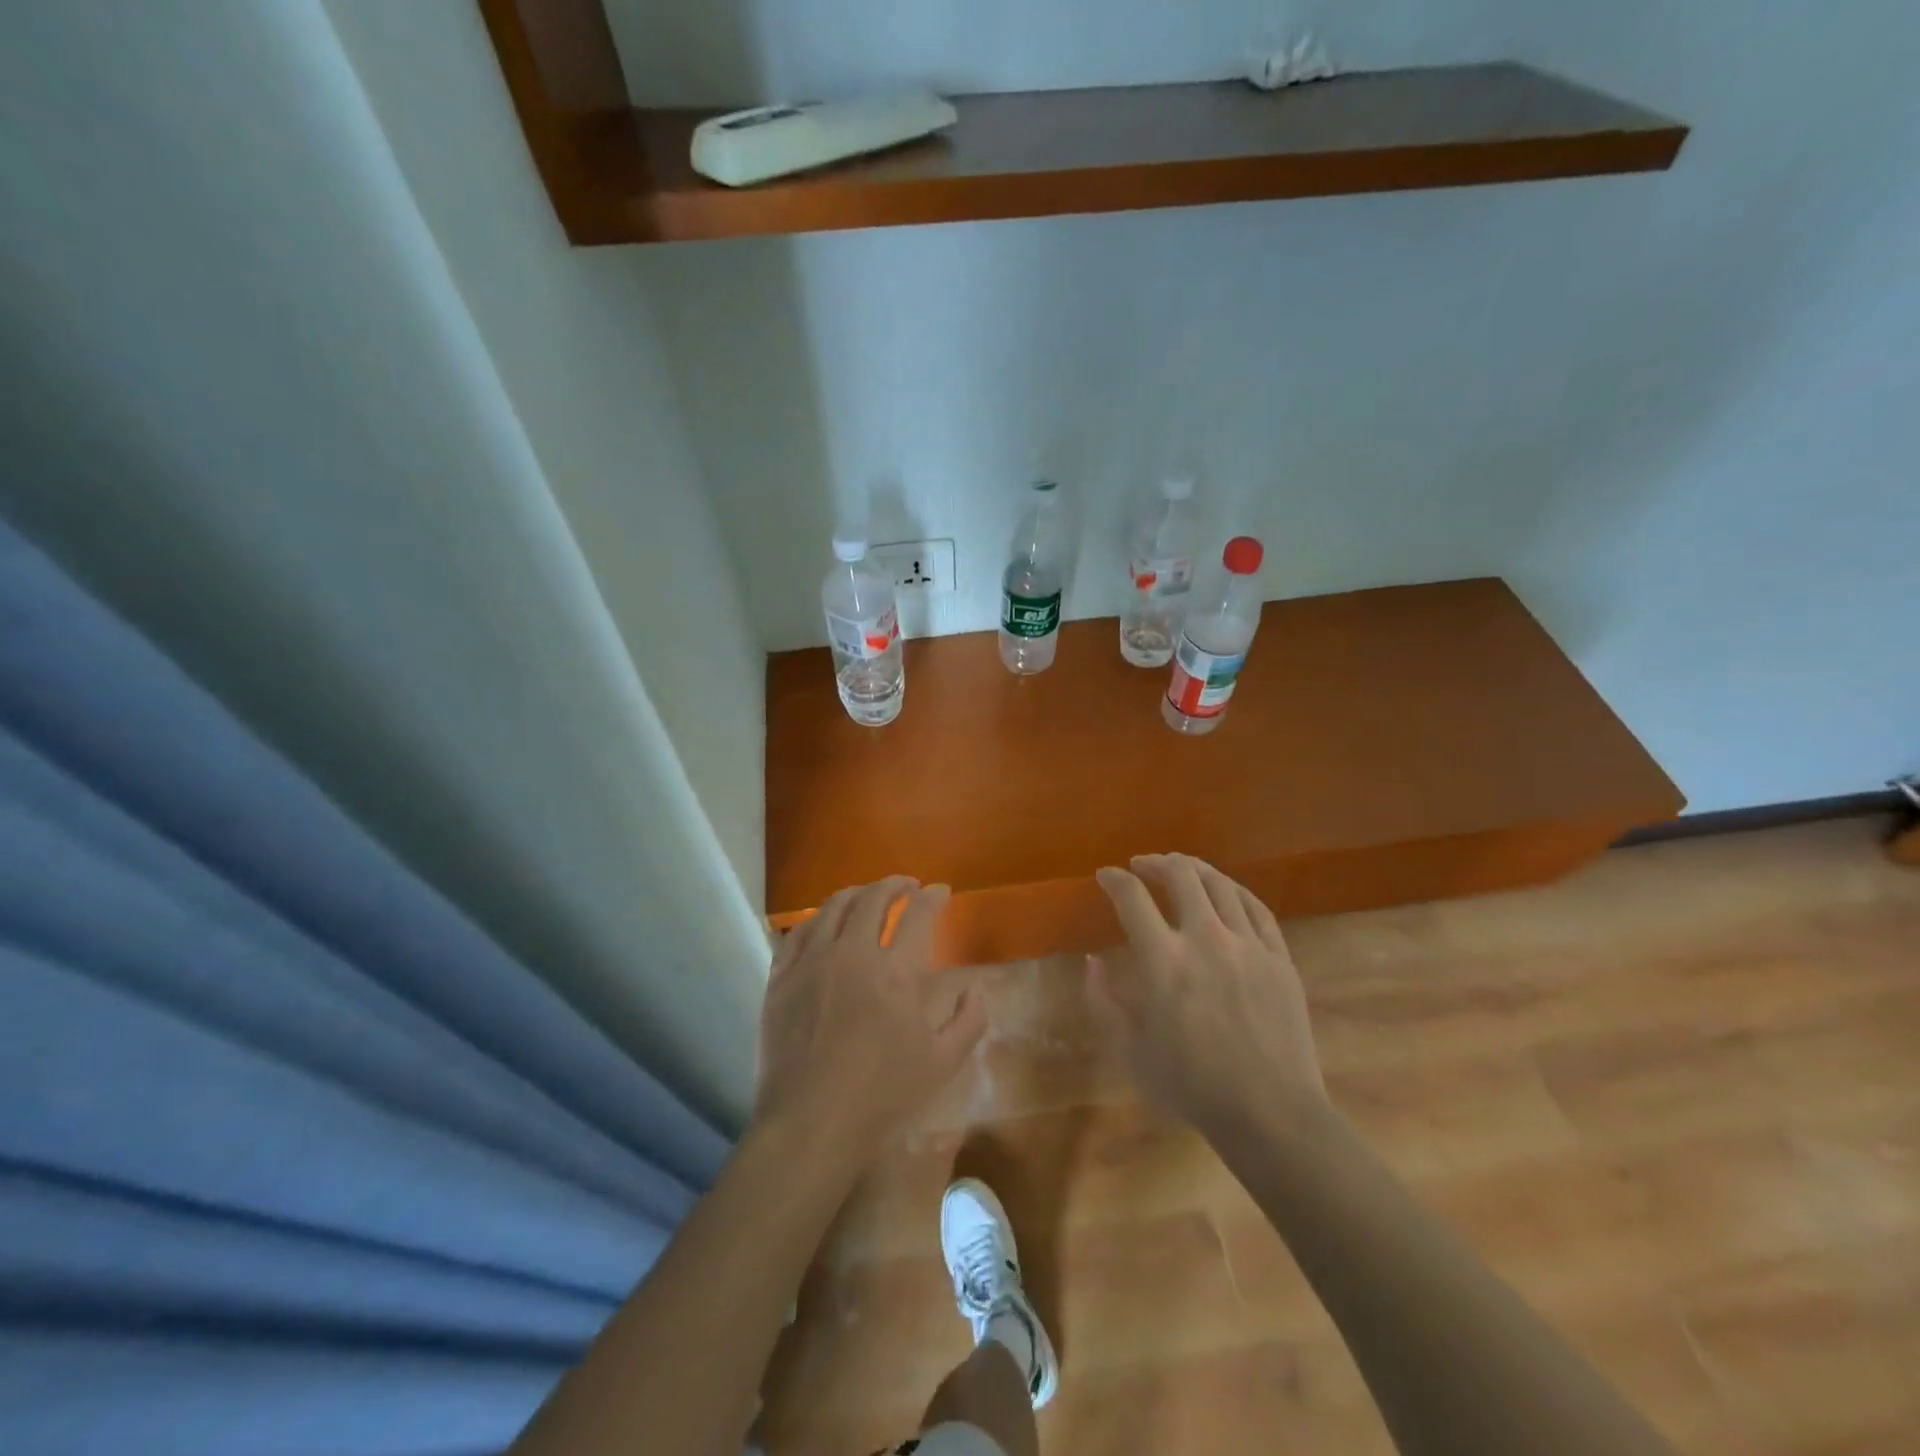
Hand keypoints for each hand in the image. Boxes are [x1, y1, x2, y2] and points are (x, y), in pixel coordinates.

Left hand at [754, 877, 986, 1168]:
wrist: (810, 1123)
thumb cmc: (882, 1095)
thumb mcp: (943, 1064)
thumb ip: (968, 1020)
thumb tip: (976, 987)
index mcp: (897, 972)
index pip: (919, 914)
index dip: (933, 897)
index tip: (940, 892)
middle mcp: (853, 953)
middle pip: (874, 898)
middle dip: (895, 884)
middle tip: (907, 886)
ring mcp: (812, 962)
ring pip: (833, 907)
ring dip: (857, 894)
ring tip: (867, 896)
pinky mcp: (781, 977)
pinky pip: (798, 932)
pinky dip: (817, 919)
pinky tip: (824, 924)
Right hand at [1090, 854, 1324, 1138]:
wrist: (1271, 1114)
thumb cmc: (1192, 1086)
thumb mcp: (1130, 1052)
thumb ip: (1103, 1002)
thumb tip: (1091, 961)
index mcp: (1164, 962)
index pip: (1132, 898)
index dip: (1114, 879)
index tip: (1105, 876)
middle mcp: (1206, 940)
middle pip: (1181, 876)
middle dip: (1155, 863)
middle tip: (1142, 866)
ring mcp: (1249, 945)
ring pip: (1220, 884)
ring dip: (1194, 869)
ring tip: (1180, 868)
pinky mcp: (1279, 957)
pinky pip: (1256, 907)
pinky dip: (1233, 890)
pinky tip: (1224, 891)